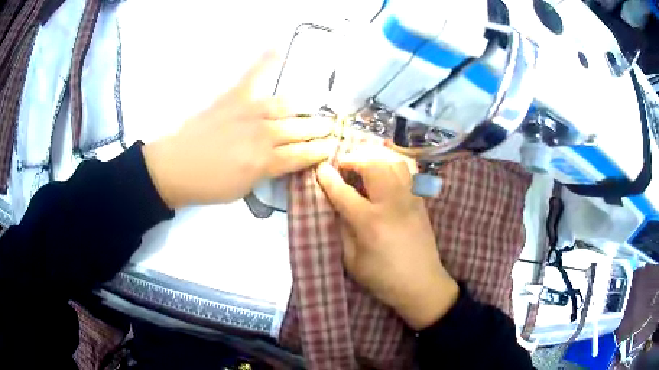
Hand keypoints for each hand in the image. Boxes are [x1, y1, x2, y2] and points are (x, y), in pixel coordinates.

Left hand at [142, 52, 335, 207]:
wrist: (175, 167)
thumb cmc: (210, 185)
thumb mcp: (245, 189)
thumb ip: (270, 171)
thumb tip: (287, 159)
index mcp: (267, 161)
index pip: (304, 153)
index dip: (321, 150)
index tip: (331, 147)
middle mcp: (265, 133)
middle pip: (301, 128)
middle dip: (320, 129)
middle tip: (329, 128)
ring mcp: (250, 111)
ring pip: (288, 105)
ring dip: (305, 108)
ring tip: (312, 108)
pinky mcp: (234, 97)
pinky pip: (254, 76)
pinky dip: (266, 61)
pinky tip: (278, 48)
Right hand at [316, 148, 458, 329]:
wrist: (422, 284)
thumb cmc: (383, 278)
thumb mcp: (352, 261)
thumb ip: (342, 230)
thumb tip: (336, 206)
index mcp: (370, 222)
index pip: (344, 191)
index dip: (328, 177)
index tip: (320, 168)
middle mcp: (392, 203)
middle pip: (373, 165)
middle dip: (354, 159)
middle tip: (343, 165)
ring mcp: (410, 199)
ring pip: (394, 162)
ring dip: (375, 157)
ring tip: (363, 164)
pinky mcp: (421, 201)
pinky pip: (409, 171)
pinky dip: (393, 163)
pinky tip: (385, 169)